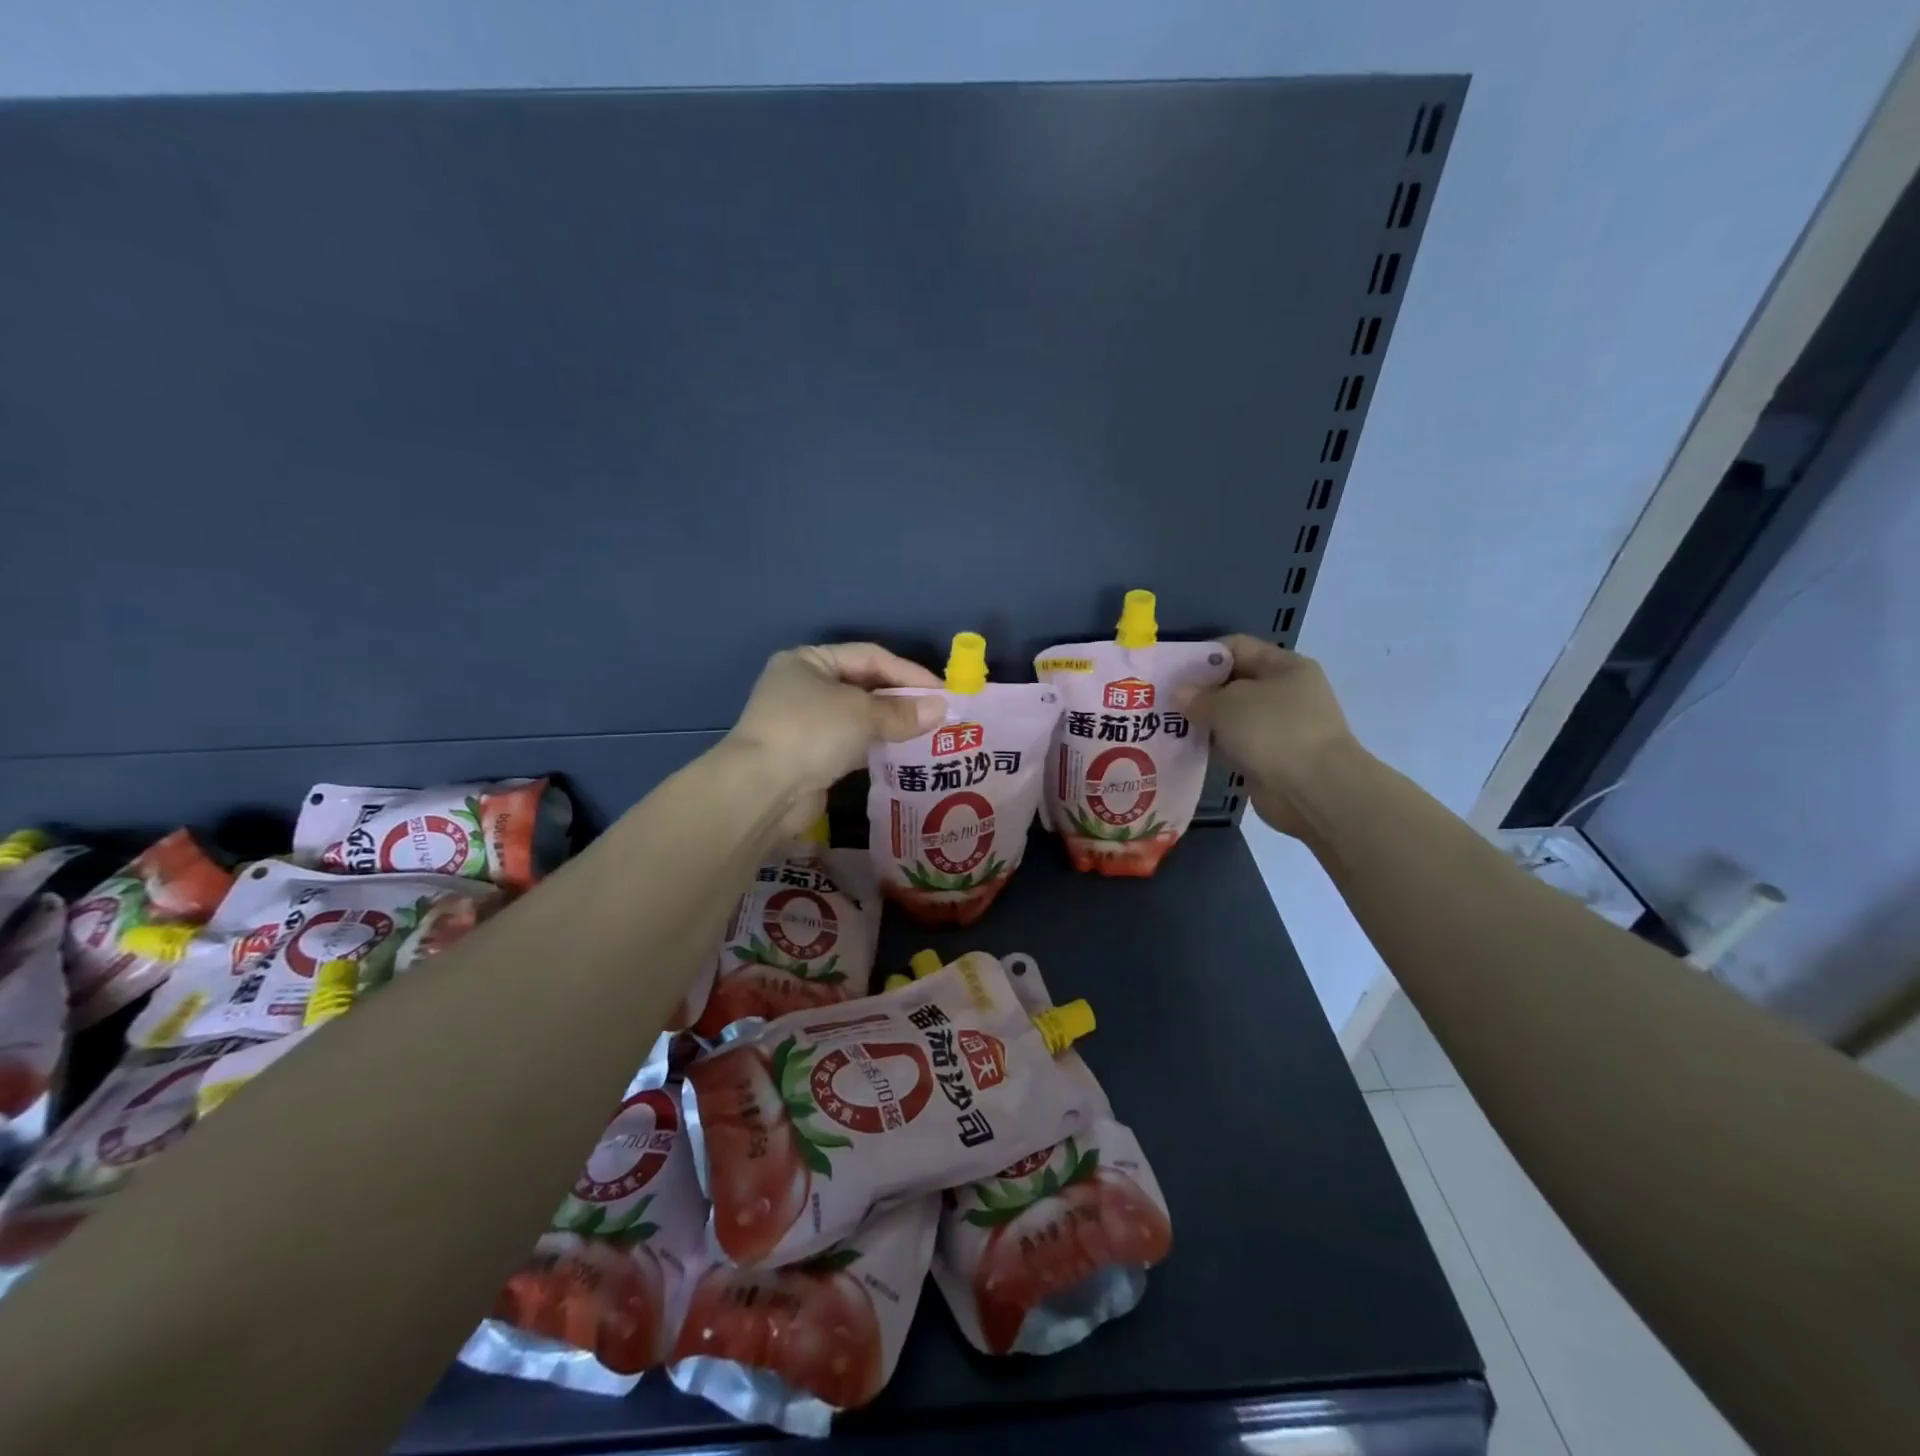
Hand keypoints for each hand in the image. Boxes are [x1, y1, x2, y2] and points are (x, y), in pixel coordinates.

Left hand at [727, 644, 944, 833]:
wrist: (763, 790)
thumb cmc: (811, 732)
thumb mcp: (862, 714)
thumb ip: (903, 712)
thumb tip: (942, 709)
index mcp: (809, 661)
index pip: (869, 656)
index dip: (908, 672)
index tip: (942, 691)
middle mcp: (804, 686)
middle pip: (864, 686)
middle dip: (902, 700)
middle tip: (940, 714)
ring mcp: (805, 723)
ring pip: (859, 717)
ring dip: (892, 725)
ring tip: (930, 734)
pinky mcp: (810, 756)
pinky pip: (852, 744)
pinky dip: (877, 746)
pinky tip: (904, 754)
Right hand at [1181, 635, 1363, 837]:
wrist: (1314, 790)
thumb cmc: (1274, 731)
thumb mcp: (1229, 704)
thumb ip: (1199, 696)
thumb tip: (1180, 693)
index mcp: (1285, 666)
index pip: (1237, 647)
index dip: (1202, 655)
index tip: (1172, 670)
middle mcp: (1285, 692)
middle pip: (1233, 682)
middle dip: (1199, 691)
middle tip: (1162, 700)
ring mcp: (1280, 727)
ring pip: (1233, 716)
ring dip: (1204, 720)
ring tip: (1167, 724)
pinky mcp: (1271, 758)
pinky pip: (1235, 744)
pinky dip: (1215, 745)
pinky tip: (1187, 748)